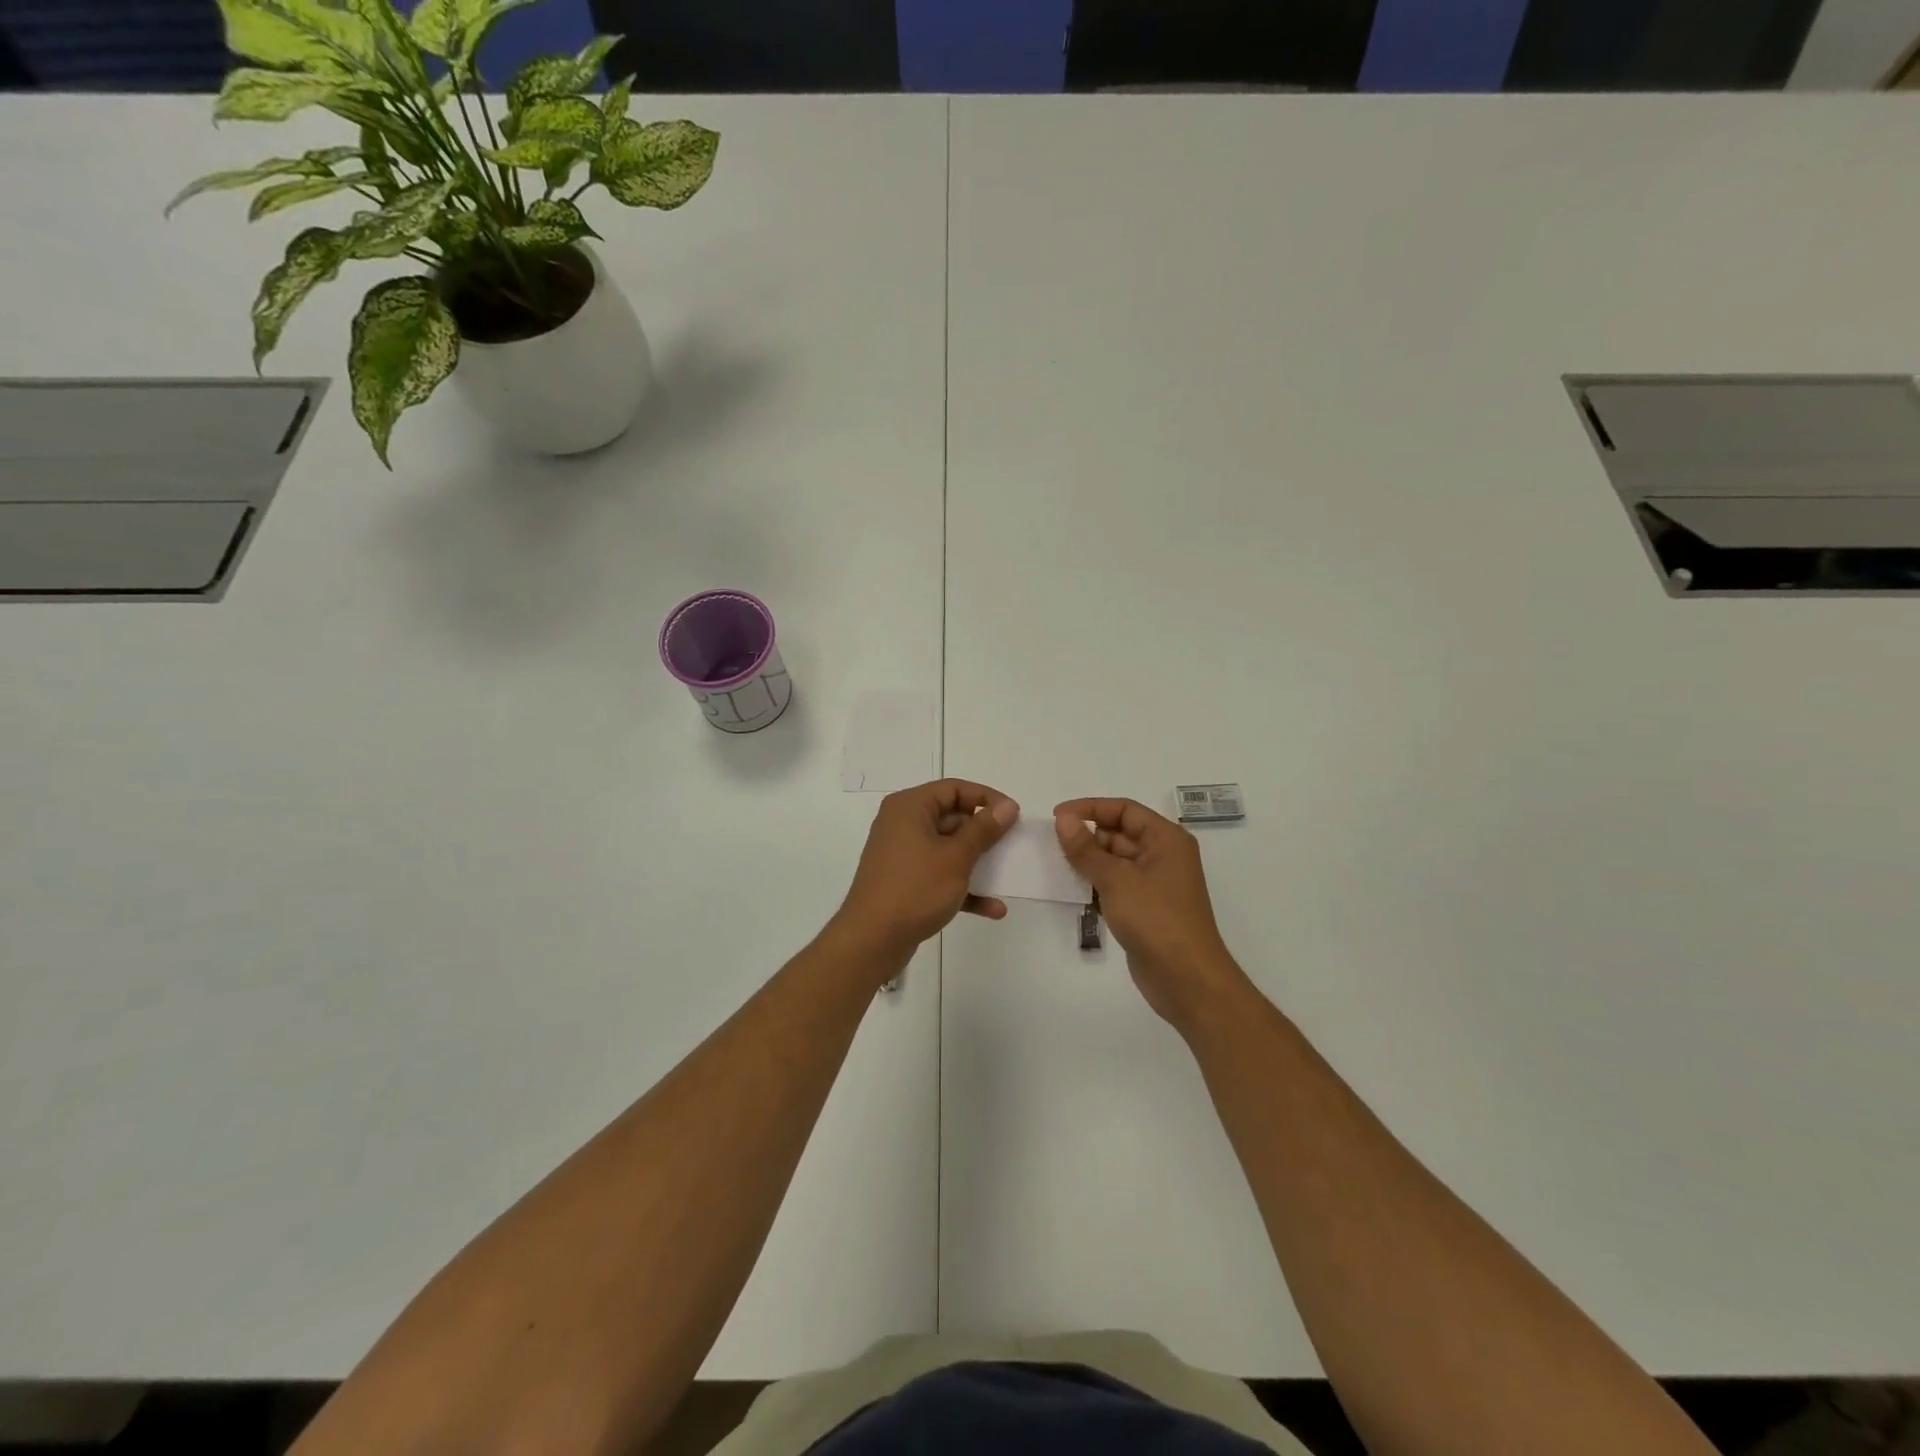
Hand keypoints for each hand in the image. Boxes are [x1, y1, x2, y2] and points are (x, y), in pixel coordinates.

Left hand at [835, 780, 1018, 962]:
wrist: (871, 940)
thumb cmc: (915, 889)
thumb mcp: (956, 857)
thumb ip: (984, 829)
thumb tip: (1007, 806)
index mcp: (910, 807)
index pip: (954, 788)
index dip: (986, 798)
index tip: (1014, 815)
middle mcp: (903, 825)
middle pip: (952, 818)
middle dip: (984, 834)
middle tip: (1013, 846)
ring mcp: (903, 855)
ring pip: (949, 849)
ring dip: (978, 864)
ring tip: (1008, 876)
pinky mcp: (906, 882)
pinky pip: (940, 875)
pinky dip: (963, 887)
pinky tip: (992, 908)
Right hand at [1055, 799, 1249, 1032]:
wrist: (1186, 979)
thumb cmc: (1155, 918)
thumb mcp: (1116, 879)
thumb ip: (1085, 848)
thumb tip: (1063, 819)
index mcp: (1165, 839)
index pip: (1124, 809)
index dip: (1089, 808)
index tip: (1057, 817)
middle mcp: (1163, 855)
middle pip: (1119, 833)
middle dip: (1087, 836)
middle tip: (1052, 845)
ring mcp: (1155, 883)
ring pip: (1115, 860)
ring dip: (1088, 862)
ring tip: (1056, 866)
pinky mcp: (1145, 908)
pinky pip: (1116, 885)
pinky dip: (1096, 884)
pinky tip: (1072, 891)